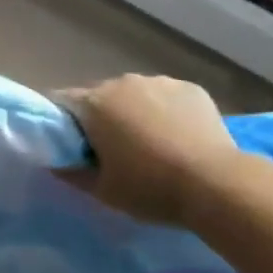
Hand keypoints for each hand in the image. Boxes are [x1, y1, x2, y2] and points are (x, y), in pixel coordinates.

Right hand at [56, 75, 242, 228]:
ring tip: (154, 146)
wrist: (217, 185)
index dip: (64, 123)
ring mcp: (159, 81)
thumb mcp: (103, 191)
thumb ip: (71, 172)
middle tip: (115, 152)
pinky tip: (181, 139)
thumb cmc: (151, 188)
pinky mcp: (190, 88)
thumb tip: (55, 160)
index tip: (74, 146)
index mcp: (95, 103)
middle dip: (102, 119)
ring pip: (136, 95)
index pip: (63, 101)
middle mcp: (123, 82)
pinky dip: (167, 112)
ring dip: (135, 113)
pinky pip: (167, 97)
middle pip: (100, 96)